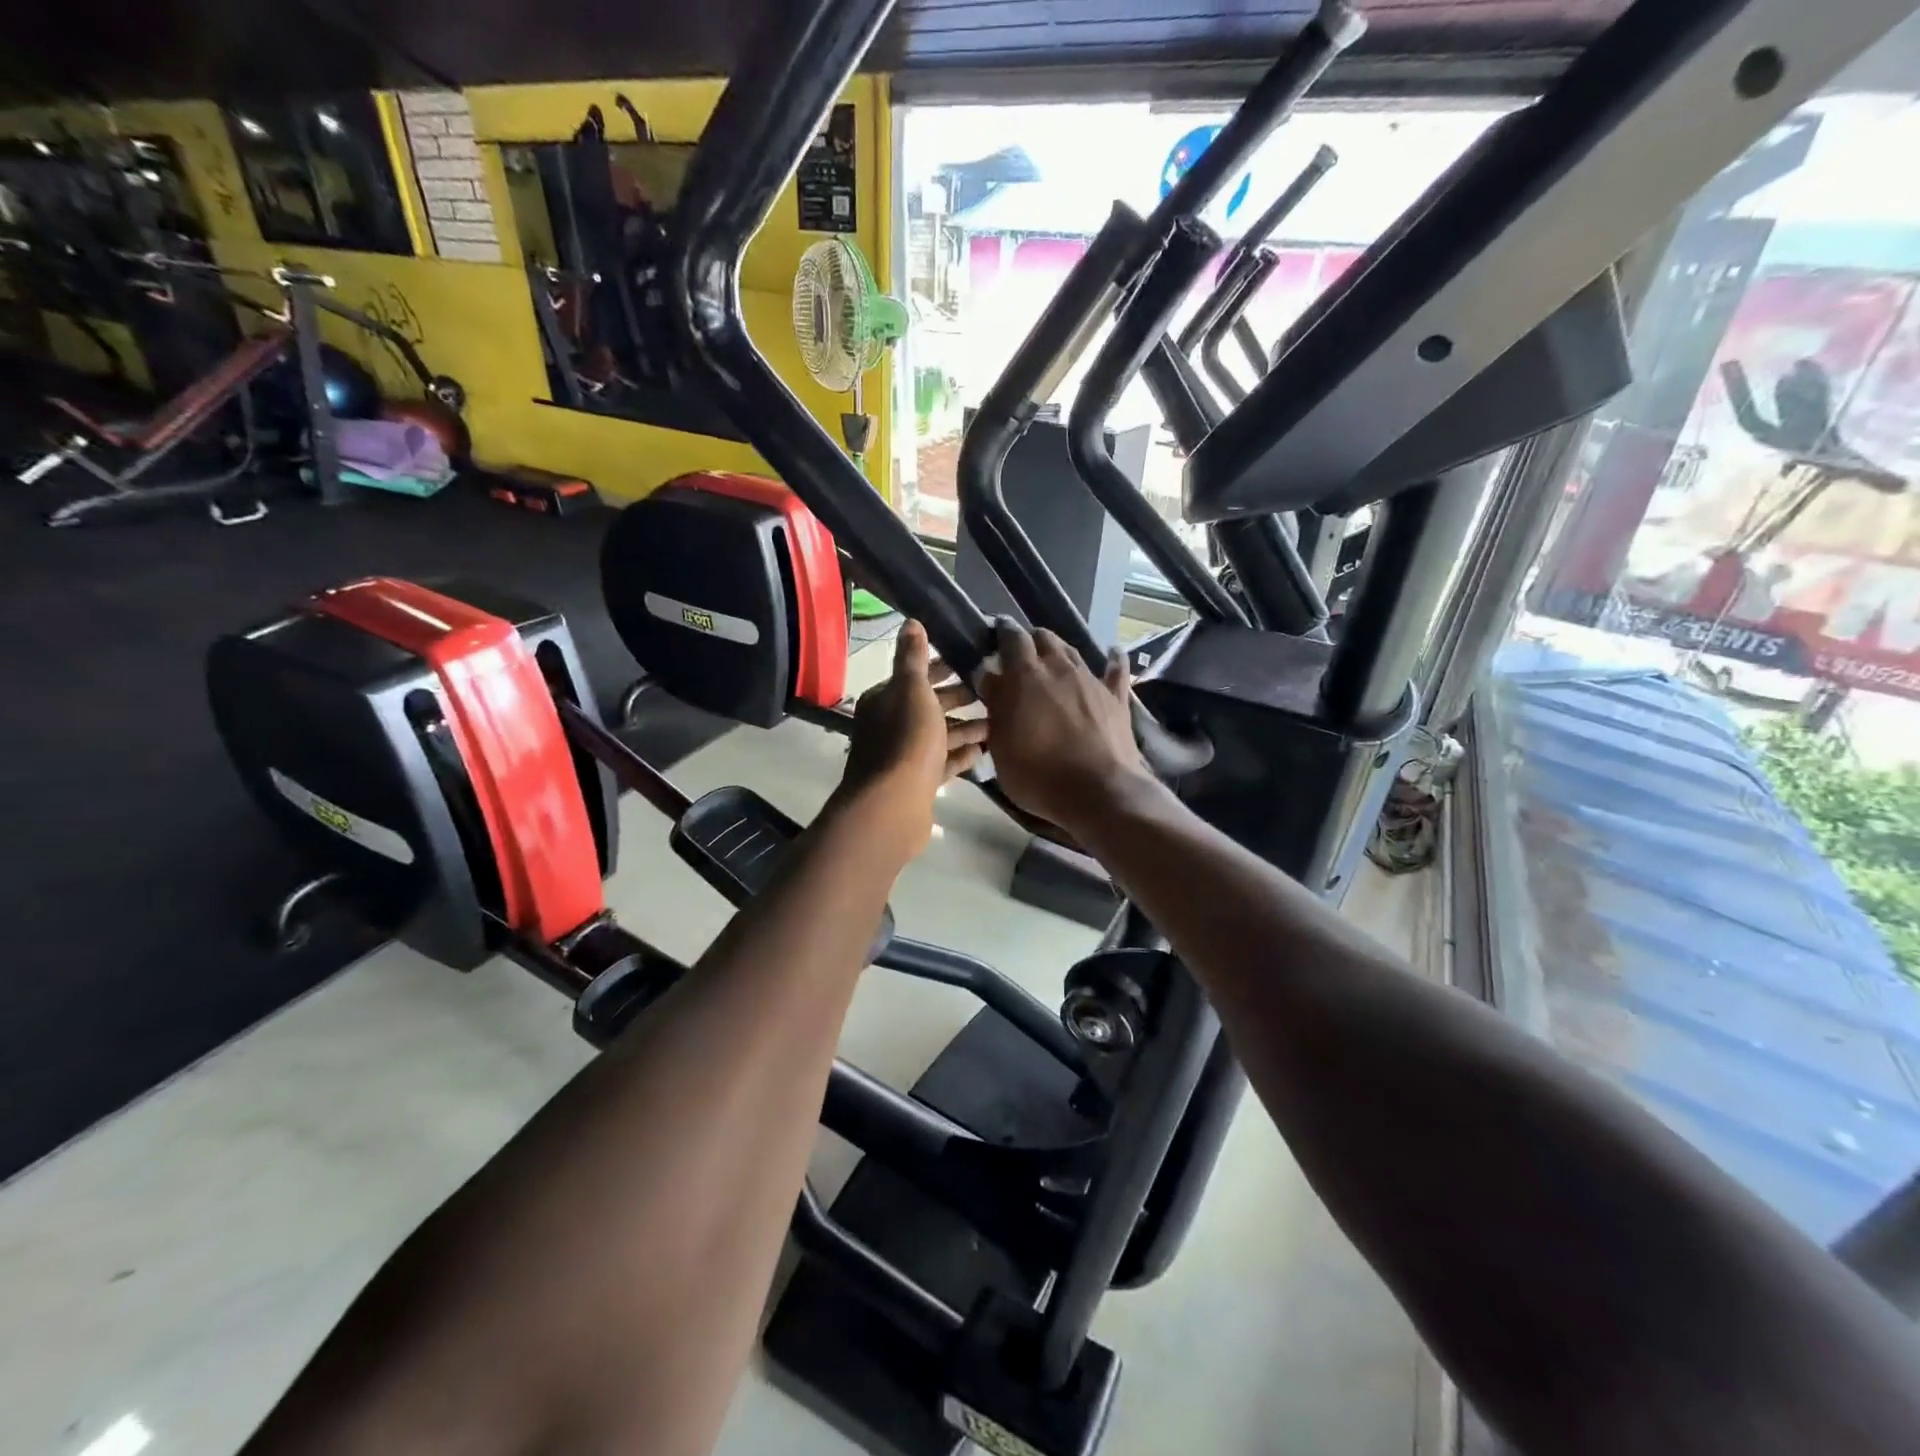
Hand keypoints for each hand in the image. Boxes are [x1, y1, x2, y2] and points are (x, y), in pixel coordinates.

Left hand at [835, 621, 988, 854]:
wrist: (893, 806)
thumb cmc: (906, 740)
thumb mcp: (912, 689)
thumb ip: (913, 657)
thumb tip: (911, 621)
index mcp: (886, 699)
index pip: (917, 675)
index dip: (945, 667)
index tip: (978, 662)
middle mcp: (890, 725)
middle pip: (930, 705)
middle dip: (961, 698)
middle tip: (997, 691)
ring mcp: (904, 756)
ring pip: (939, 735)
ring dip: (966, 727)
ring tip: (1000, 721)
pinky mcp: (918, 782)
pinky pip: (943, 763)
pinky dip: (962, 755)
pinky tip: (986, 751)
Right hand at [975, 620, 1150, 834]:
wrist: (1100, 792)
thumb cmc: (1038, 775)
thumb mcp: (1001, 746)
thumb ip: (996, 707)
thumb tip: (989, 676)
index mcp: (1026, 676)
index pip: (1012, 638)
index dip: (1002, 632)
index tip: (993, 632)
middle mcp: (1060, 668)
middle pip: (1044, 638)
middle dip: (1030, 640)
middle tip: (1020, 653)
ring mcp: (1092, 680)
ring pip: (1073, 651)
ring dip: (1059, 651)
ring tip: (1052, 658)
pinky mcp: (1117, 698)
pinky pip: (1115, 670)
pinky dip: (1112, 660)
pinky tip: (1113, 653)